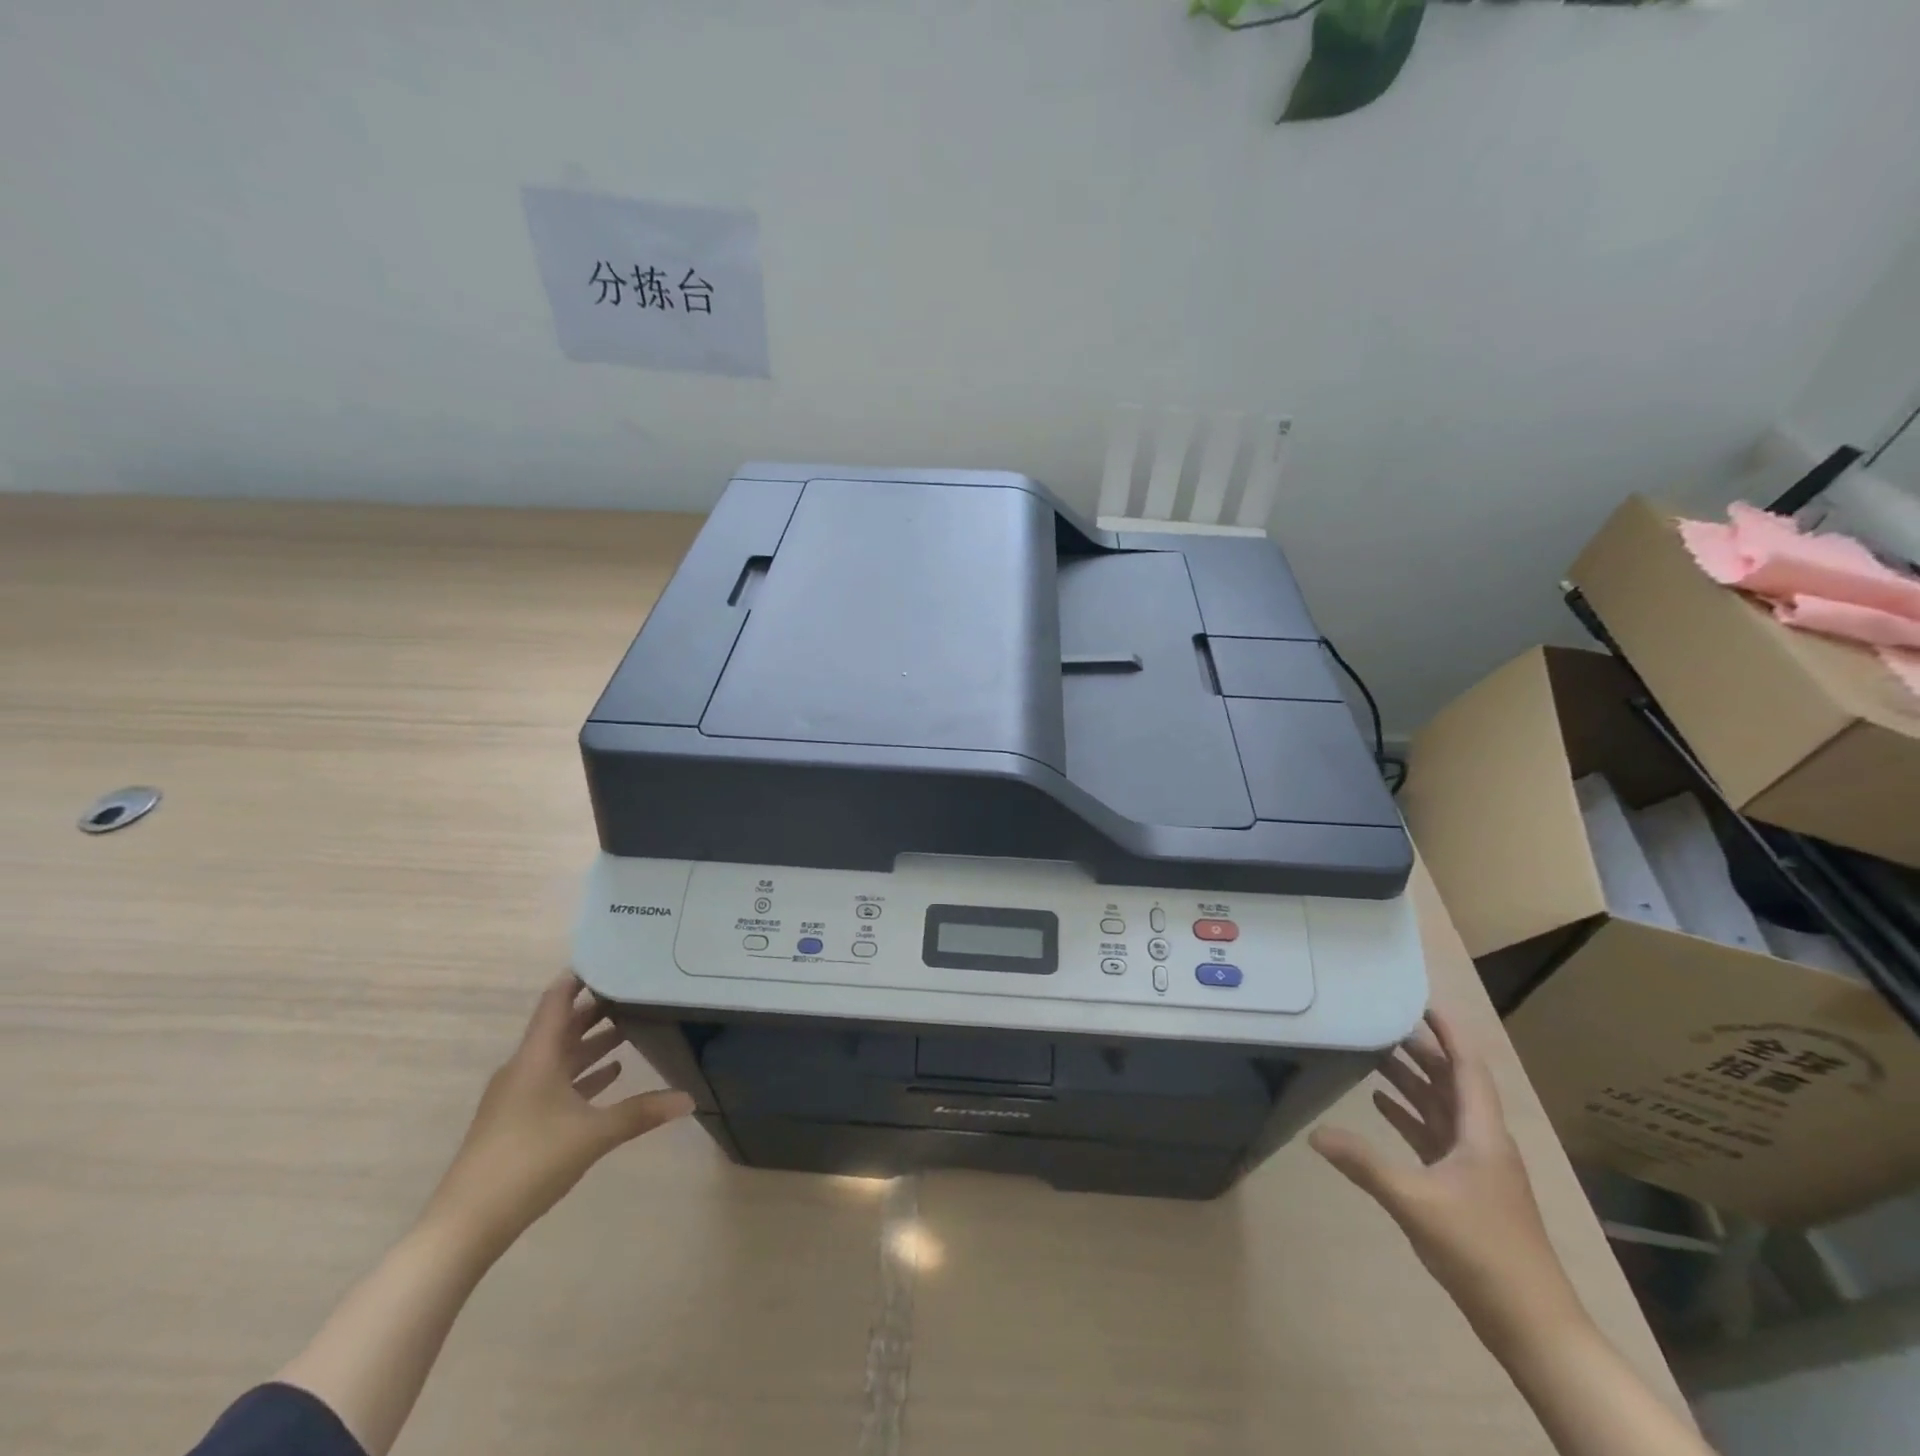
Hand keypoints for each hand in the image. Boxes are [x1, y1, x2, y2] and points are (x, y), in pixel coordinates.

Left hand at [421, 972, 693, 1256]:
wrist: (465, 1226)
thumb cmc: (530, 1162)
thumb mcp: (594, 1134)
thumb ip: (642, 1112)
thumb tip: (689, 1099)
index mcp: (537, 1057)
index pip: (557, 1000)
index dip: (580, 977)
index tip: (610, 958)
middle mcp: (525, 1068)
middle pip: (562, 1026)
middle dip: (596, 1009)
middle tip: (635, 991)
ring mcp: (517, 1096)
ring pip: (560, 1056)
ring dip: (591, 1043)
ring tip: (630, 1029)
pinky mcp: (517, 1121)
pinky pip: (554, 1083)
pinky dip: (581, 1075)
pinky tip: (609, 1076)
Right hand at [1309, 1008, 1584, 1348]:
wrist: (1532, 1325)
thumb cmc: (1482, 1252)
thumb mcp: (1416, 1203)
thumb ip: (1365, 1164)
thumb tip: (1315, 1133)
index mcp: (1482, 1134)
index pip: (1467, 1067)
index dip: (1447, 1032)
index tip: (1420, 1000)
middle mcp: (1481, 1141)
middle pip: (1451, 1082)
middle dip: (1420, 1050)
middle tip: (1380, 1020)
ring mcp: (1474, 1166)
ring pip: (1441, 1108)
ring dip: (1411, 1080)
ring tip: (1373, 1052)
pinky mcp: (1464, 1188)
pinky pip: (1433, 1136)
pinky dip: (1408, 1116)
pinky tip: (1381, 1104)